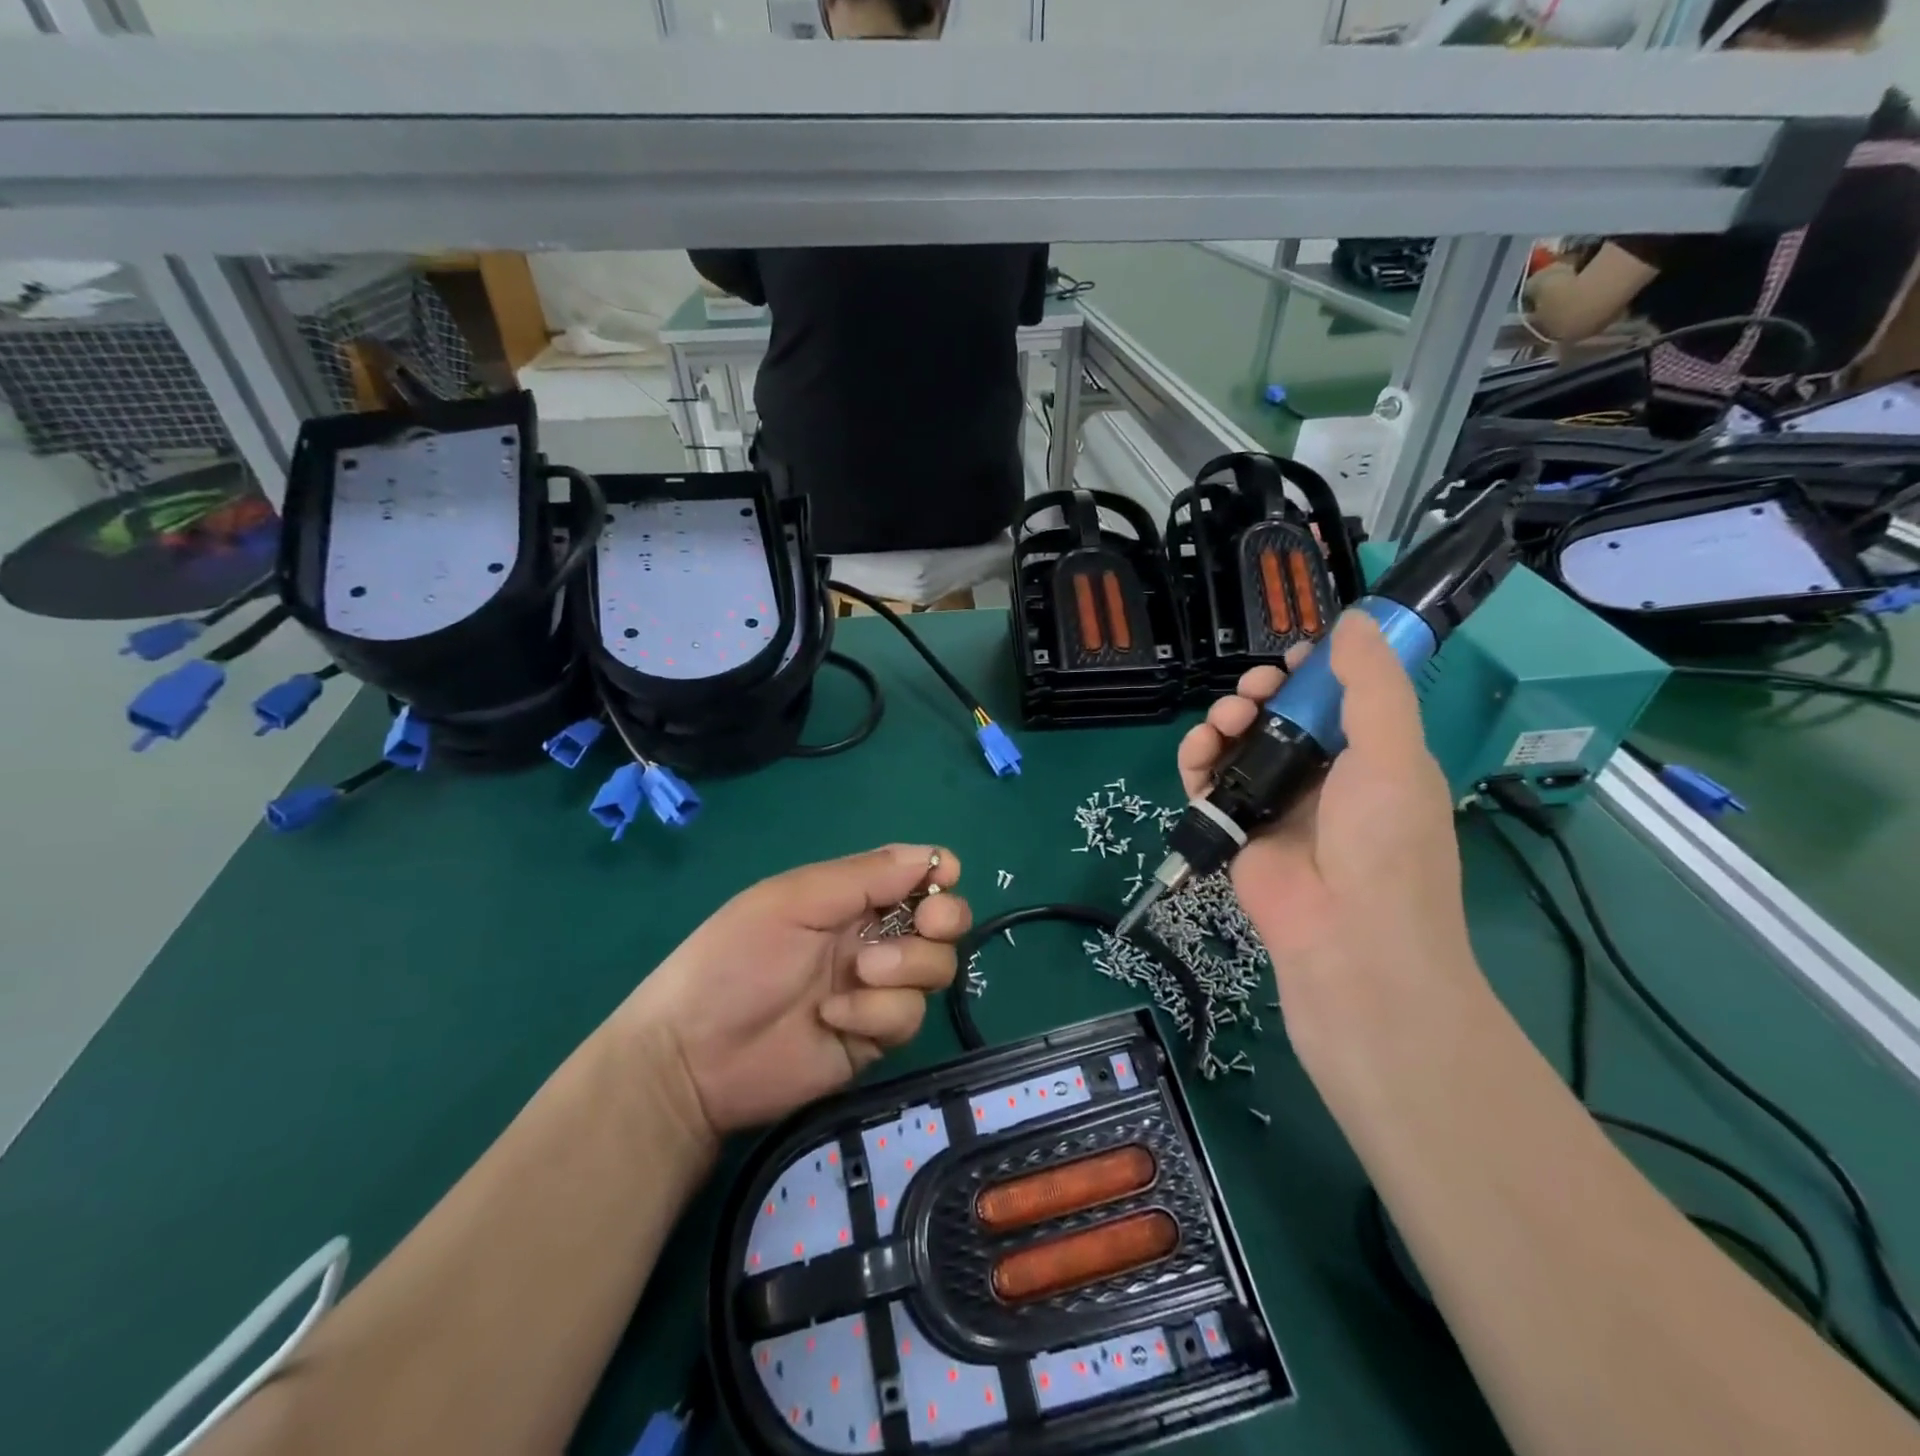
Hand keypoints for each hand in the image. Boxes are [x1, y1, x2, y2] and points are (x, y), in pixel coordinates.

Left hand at [621, 845, 969, 1142]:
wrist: (694, 1056)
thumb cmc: (736, 959)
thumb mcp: (794, 901)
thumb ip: (864, 877)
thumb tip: (932, 857)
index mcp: (850, 898)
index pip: (913, 876)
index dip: (936, 873)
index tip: (942, 876)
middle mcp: (872, 938)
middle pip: (942, 922)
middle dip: (945, 918)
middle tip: (928, 923)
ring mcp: (877, 989)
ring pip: (936, 968)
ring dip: (905, 967)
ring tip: (858, 974)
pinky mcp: (876, 1036)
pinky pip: (909, 1016)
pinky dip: (877, 1014)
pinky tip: (833, 1017)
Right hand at [1176, 616, 1477, 1059]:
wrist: (1348, 939)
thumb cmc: (1383, 841)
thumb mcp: (1392, 752)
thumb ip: (1372, 684)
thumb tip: (1353, 620)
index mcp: (1370, 757)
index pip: (1337, 699)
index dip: (1313, 673)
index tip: (1292, 659)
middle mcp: (1322, 776)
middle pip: (1280, 716)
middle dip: (1261, 693)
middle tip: (1253, 691)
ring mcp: (1275, 802)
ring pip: (1239, 743)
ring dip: (1226, 720)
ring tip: (1226, 721)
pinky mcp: (1235, 826)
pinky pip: (1208, 780)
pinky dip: (1197, 759)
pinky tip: (1200, 750)